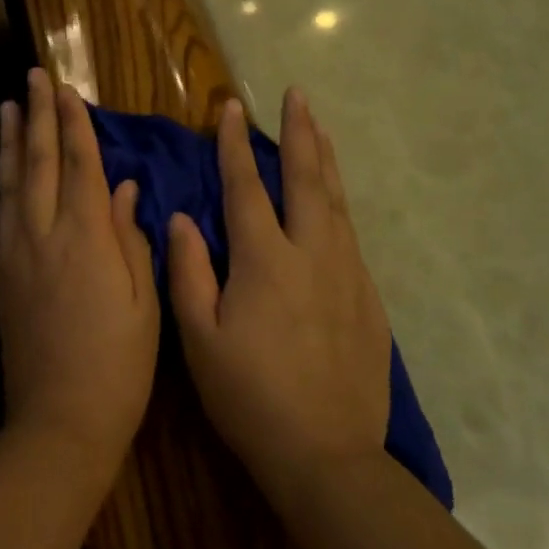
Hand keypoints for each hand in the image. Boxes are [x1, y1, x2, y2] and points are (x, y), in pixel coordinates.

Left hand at [0, 69, 159, 478]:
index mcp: (86, 239)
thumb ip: (131, 237)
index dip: (74, 124)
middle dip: (38, 117)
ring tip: (8, 108)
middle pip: (40, 164)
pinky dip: (4, 182)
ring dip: (12, 142)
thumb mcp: (144, 302)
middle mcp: (44, 236)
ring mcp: (17, 255)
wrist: (59, 421)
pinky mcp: (4, 277)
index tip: (67, 89)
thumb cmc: (118, 365)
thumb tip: (122, 188)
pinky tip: (6, 171)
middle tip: (32, 78)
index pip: (80, 165)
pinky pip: (3, 213)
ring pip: (12, 184)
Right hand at [167, 89, 390, 493]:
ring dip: (325, 160)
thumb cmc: (250, 396)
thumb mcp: (200, 338)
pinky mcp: (368, 297)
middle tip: (297, 95)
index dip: (234, 144)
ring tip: (320, 128)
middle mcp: (312, 253)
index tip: (230, 107)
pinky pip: (351, 234)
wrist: (327, 454)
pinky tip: (335, 202)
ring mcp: (348, 273)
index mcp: (265, 260)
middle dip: (300, 132)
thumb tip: (180, 218)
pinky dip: (340, 203)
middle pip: (307, 179)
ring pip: (337, 201)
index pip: (246, 186)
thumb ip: (188, 271)